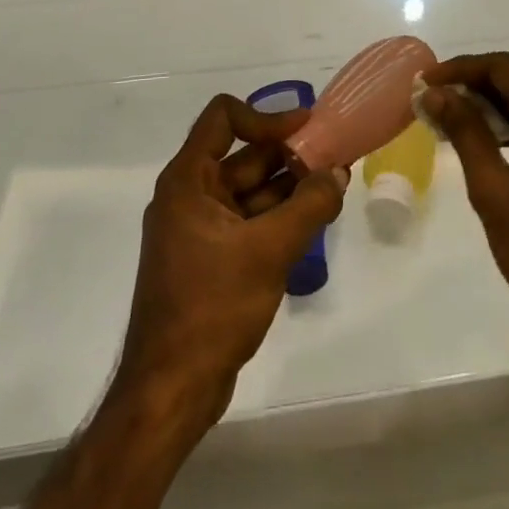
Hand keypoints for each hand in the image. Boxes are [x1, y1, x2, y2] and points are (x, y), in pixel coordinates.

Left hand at [117, 96, 348, 422]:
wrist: (171, 391)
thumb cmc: (212, 308)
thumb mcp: (268, 251)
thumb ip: (309, 206)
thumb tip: (338, 173)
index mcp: (188, 181)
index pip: (223, 118)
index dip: (265, 117)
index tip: (306, 130)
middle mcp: (190, 196)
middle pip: (244, 156)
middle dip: (289, 155)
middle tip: (336, 158)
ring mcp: (200, 229)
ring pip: (251, 190)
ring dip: (290, 187)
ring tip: (334, 188)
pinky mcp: (212, 259)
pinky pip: (249, 221)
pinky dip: (279, 216)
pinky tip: (314, 221)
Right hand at [421, 52, 508, 358]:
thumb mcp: (495, 192)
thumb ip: (466, 133)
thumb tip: (437, 93)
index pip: (506, 67)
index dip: (463, 68)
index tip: (427, 81)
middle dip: (484, 73)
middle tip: (444, 92)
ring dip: (506, 91)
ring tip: (463, 112)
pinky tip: (499, 136)